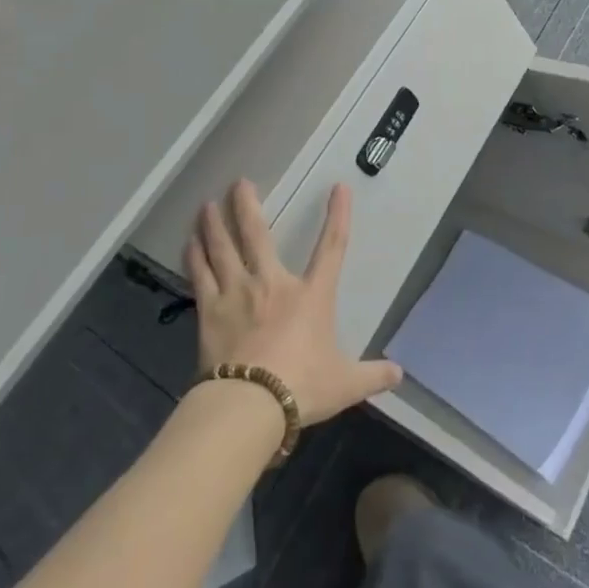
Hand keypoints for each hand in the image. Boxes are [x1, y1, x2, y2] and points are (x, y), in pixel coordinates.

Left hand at [187, 179, 402, 424]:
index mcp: (311, 295)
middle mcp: (273, 284)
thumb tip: (399, 375)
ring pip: (223, 248)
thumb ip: (372, 375)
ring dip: (214, 224)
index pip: (332, 247)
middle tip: (239, 182)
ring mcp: (237, 294)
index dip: (338, 216)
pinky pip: (201, 275)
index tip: (339, 188)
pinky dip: (195, 256)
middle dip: (247, 206)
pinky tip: (189, 242)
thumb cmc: (302, 386)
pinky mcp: (210, 312)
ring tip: (206, 204)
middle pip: (258, 235)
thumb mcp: (345, 383)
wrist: (250, 405)